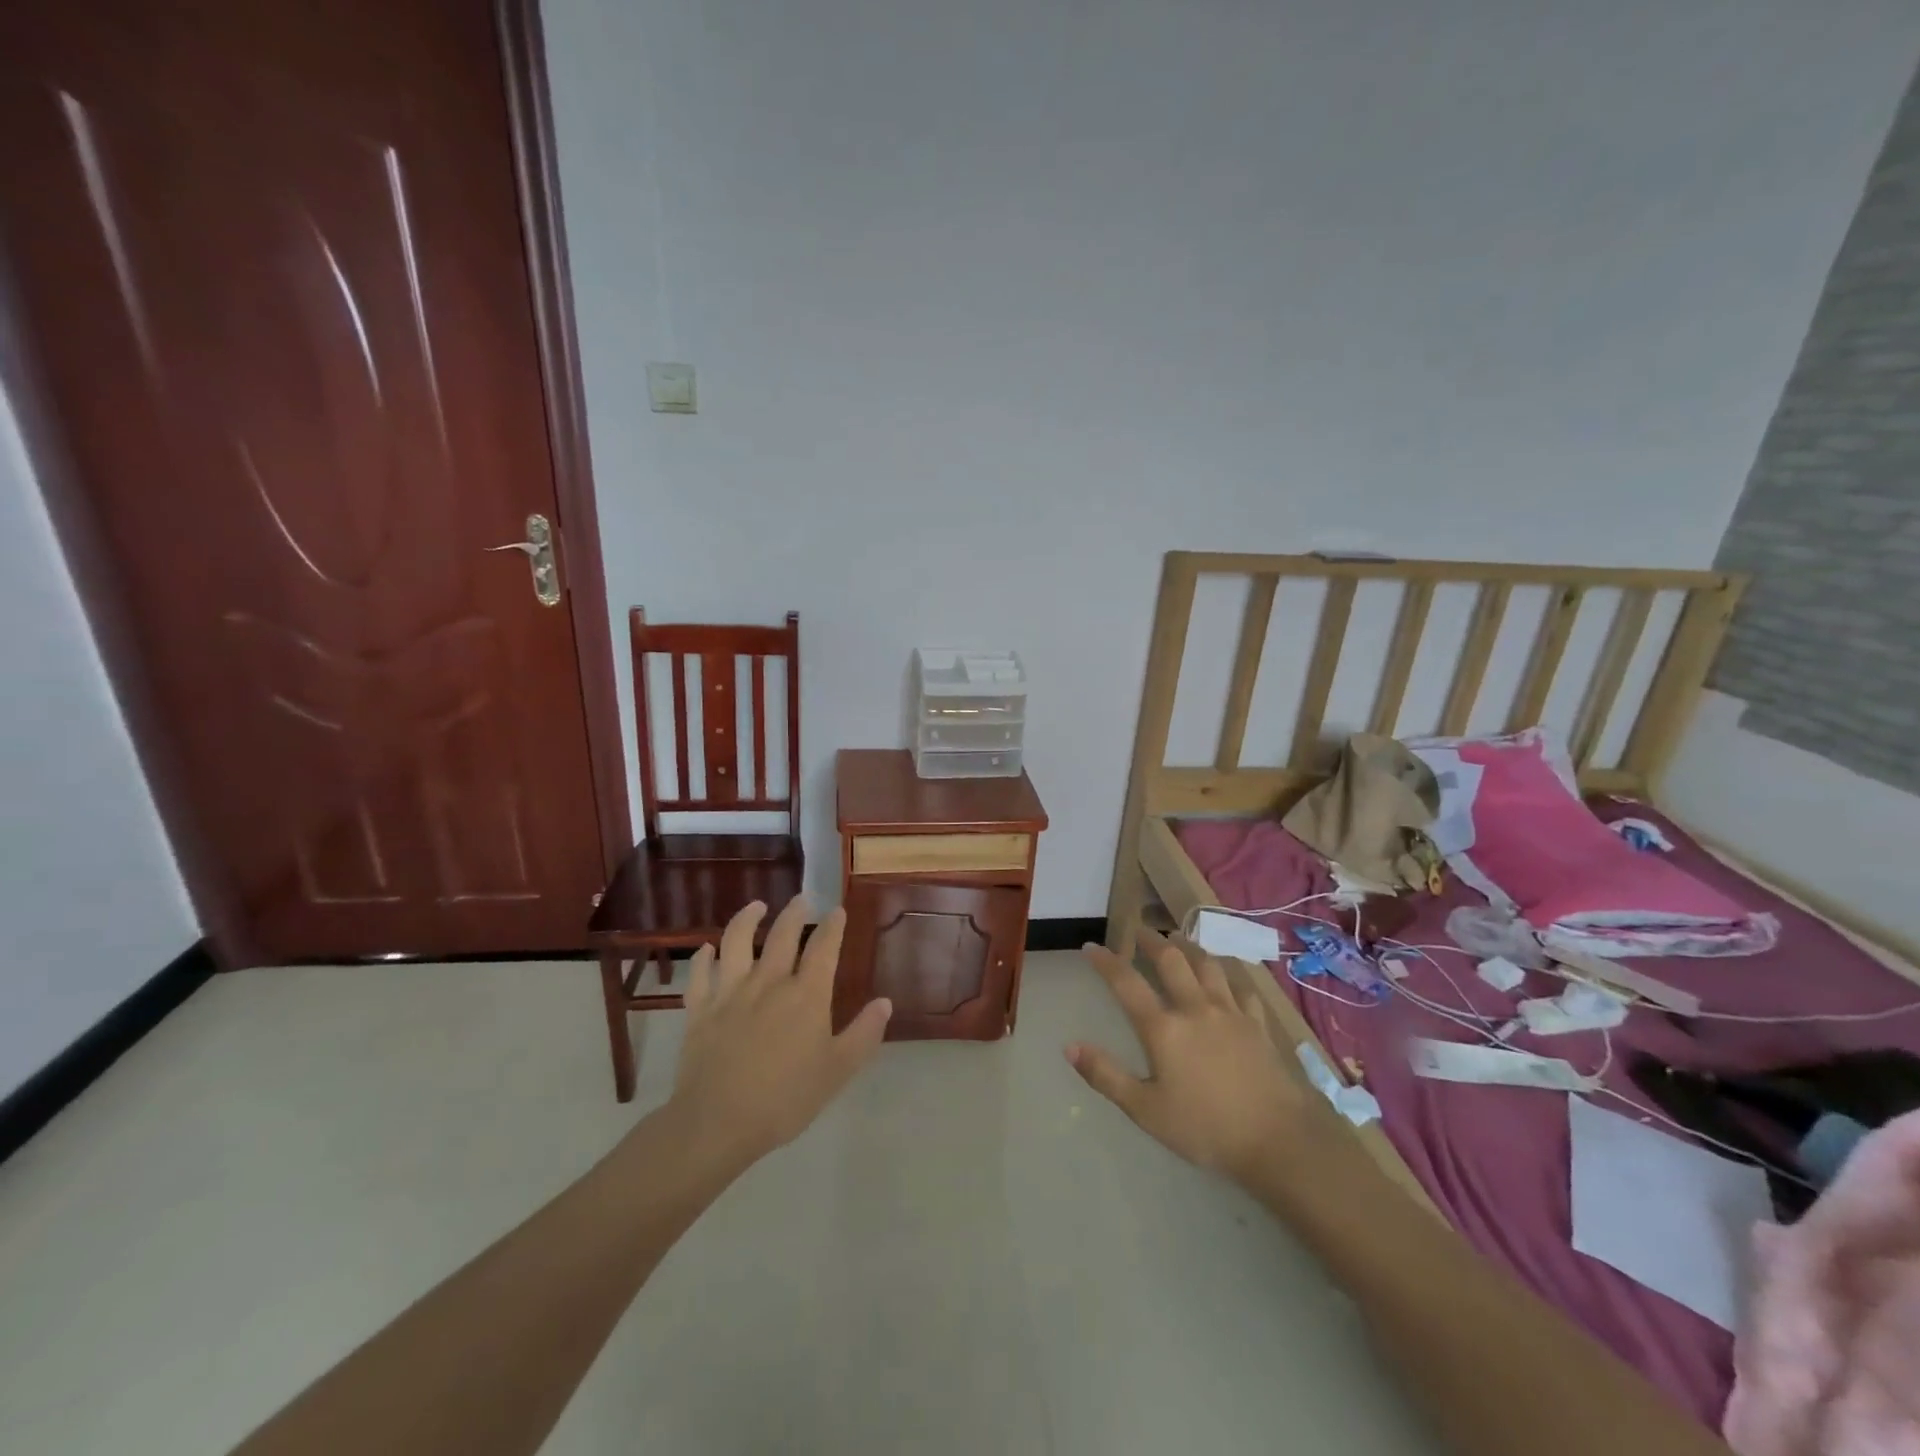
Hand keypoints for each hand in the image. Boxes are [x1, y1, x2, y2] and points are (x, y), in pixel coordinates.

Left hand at [668, 897, 891, 1165]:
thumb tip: (885, 1002)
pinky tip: (707, 950)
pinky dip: (703, 958)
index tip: (837, 911)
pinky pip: (700, 975)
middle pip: (783, 935)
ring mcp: (730, 992)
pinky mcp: (700, 1009)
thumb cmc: (785, 1099)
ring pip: (738, 941)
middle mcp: (770, 982)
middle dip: (795, 913)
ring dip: (747, 919)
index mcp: (806, 995)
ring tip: (756, 906)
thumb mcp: (837, 1071)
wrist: (718, 1122)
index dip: (832, 927)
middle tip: (802, 899)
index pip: (823, 948)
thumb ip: (863, 1034)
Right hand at [1067, 929, 1319, 1183]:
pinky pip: (1241, 986)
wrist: (1279, 1139)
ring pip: (1207, 964)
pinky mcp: (1258, 1023)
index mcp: (1163, 1028)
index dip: (1106, 962)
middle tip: (1139, 930)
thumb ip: (1106, 1076)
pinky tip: (1227, 975)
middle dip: (1151, 940)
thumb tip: (1070, 1046)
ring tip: (1178, 940)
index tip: (1091, 947)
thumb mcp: (1146, 1110)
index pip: (1126, 983)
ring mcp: (1230, 1012)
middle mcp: (1195, 1008)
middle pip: (1170, 960)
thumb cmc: (1206, 1128)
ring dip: (1189, 947)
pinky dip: (1229, 974)